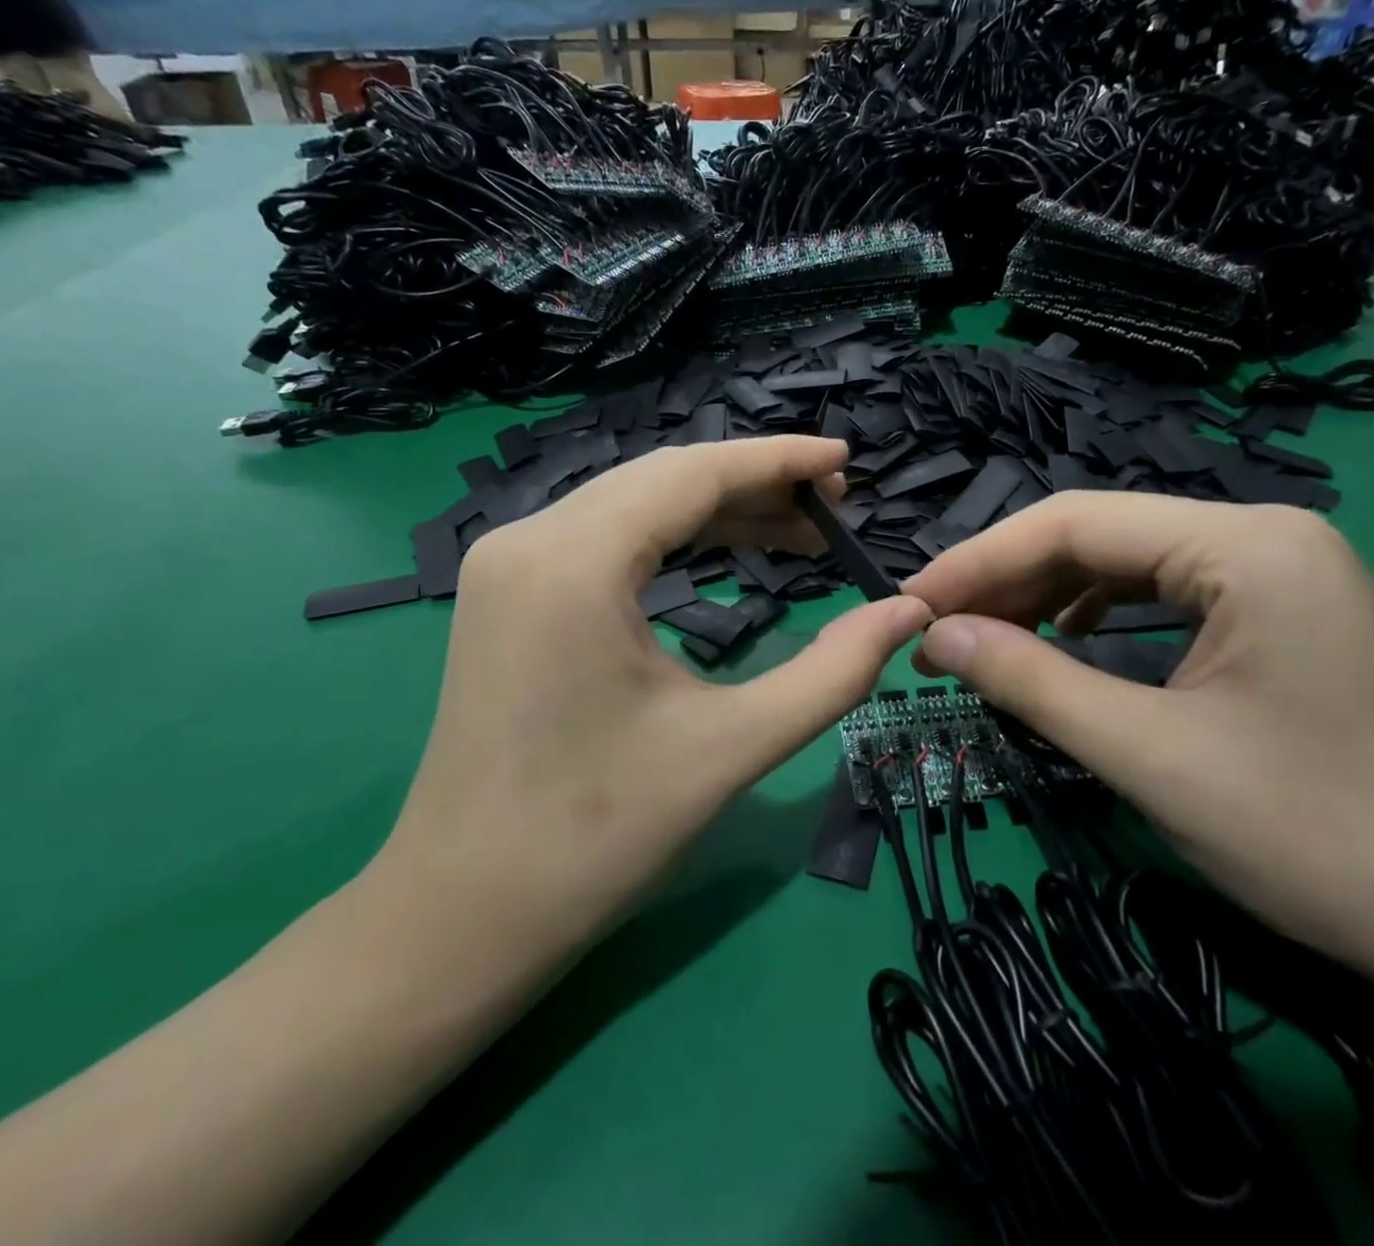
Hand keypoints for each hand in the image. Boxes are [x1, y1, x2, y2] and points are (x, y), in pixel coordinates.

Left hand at [372, 436, 931, 973]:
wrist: (464, 913)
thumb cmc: (598, 835)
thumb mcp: (732, 746)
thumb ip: (834, 672)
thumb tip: (909, 610)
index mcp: (574, 561)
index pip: (692, 474)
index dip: (777, 460)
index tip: (844, 461)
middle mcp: (528, 538)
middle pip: (661, 479)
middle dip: (753, 484)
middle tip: (833, 507)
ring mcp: (507, 562)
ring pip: (631, 504)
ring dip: (715, 512)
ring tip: (798, 534)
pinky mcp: (506, 591)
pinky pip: (603, 537)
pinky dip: (670, 539)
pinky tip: (723, 553)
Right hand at [902, 494, 1373, 989]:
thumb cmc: (1315, 838)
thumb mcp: (1147, 755)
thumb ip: (1028, 681)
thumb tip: (932, 636)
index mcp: (1244, 544)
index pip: (1073, 522)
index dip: (979, 561)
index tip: (912, 603)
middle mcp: (1262, 534)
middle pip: (1097, 535)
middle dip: (1007, 580)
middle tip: (936, 630)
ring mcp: (1277, 571)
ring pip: (1125, 563)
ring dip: (1045, 597)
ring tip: (983, 637)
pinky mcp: (1279, 612)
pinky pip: (1161, 593)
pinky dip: (1096, 614)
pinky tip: (1064, 640)